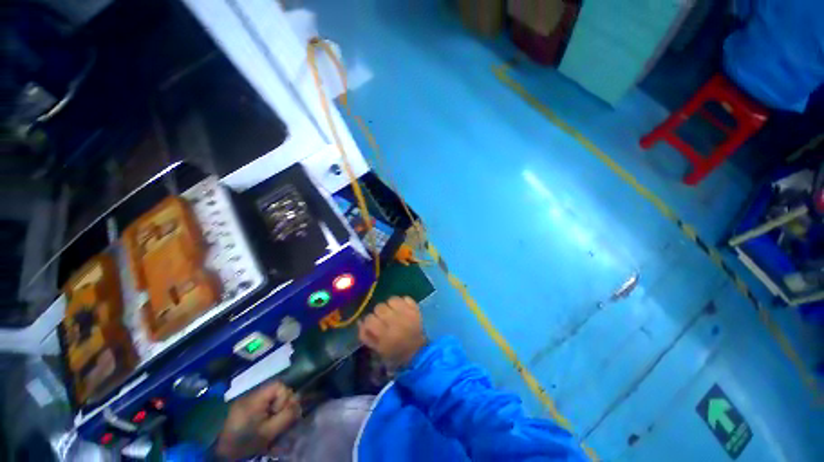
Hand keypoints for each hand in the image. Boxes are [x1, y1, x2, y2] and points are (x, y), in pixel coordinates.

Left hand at [215, 382, 300, 460]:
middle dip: (281, 406)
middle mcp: (253, 395)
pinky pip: (263, 406)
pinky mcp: (244, 409)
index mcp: (257, 396)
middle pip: (277, 392)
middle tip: (278, 422)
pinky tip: (265, 426)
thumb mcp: (268, 431)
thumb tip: (299, 405)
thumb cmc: (244, 440)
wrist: (217, 451)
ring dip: (275, 412)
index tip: (280, 414)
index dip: (284, 398)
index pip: (279, 386)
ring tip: (272, 427)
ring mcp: (247, 402)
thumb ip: (286, 416)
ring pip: (271, 400)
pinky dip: (268, 415)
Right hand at [358, 296, 426, 366]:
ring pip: (392, 299)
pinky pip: (405, 298)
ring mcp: (407, 313)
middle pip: (379, 307)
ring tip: (393, 312)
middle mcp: (395, 321)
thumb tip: (360, 321)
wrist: (419, 352)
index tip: (373, 325)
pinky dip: (403, 302)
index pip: (369, 319)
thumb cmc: (396, 352)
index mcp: (385, 334)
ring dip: (390, 305)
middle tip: (383, 319)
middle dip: (379, 313)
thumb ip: (366, 336)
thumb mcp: (378, 349)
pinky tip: (402, 309)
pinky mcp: (415, 308)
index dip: (369, 321)